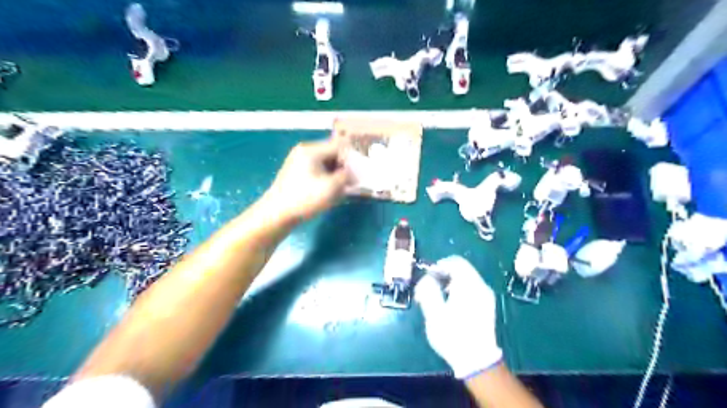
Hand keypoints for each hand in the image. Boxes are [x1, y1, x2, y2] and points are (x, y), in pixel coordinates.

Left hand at [264, 138, 353, 223]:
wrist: (276, 214)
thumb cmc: (305, 199)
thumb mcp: (331, 187)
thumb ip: (346, 176)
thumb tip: (352, 172)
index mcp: (311, 150)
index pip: (339, 146)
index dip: (352, 158)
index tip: (360, 171)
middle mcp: (304, 151)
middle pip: (332, 154)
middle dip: (344, 167)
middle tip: (353, 181)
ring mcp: (299, 162)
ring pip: (326, 163)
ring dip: (336, 174)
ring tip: (342, 188)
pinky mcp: (297, 173)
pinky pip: (317, 170)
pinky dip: (326, 178)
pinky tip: (330, 190)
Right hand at [411, 255, 503, 378]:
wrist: (477, 361)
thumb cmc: (453, 336)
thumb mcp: (434, 314)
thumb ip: (428, 291)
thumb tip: (427, 278)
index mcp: (469, 286)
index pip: (456, 262)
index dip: (440, 265)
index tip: (428, 276)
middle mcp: (481, 286)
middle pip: (461, 269)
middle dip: (443, 275)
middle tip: (429, 288)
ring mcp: (486, 296)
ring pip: (466, 278)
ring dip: (449, 282)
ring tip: (437, 297)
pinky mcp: (487, 305)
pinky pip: (471, 288)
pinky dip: (458, 289)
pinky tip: (450, 304)